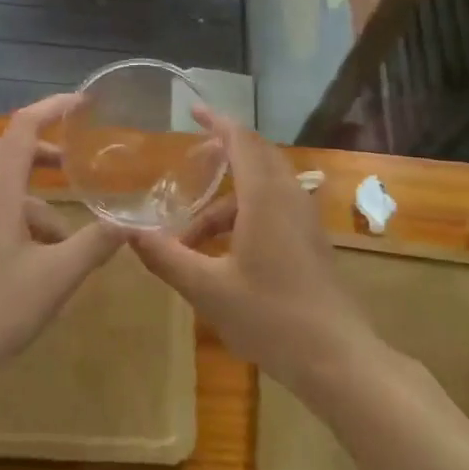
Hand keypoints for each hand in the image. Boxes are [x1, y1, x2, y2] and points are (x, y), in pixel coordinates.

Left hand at [0, 93, 119, 394]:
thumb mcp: (55, 277)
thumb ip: (94, 244)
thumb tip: (131, 222)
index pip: (23, 126)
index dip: (53, 107)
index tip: (84, 103)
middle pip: (9, 149)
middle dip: (44, 151)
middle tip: (77, 164)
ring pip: (3, 184)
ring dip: (37, 197)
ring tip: (70, 235)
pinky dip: (22, 217)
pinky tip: (43, 259)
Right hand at [128, 108, 376, 392]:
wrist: (338, 359)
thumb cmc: (270, 317)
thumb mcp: (208, 290)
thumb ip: (166, 258)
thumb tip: (130, 234)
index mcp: (265, 198)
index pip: (241, 141)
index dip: (216, 122)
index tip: (193, 110)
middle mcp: (289, 198)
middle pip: (256, 156)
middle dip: (223, 152)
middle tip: (190, 160)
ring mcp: (304, 220)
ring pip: (263, 188)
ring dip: (226, 200)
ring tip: (190, 235)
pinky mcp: (310, 242)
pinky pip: (274, 208)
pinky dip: (243, 215)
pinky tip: (221, 253)